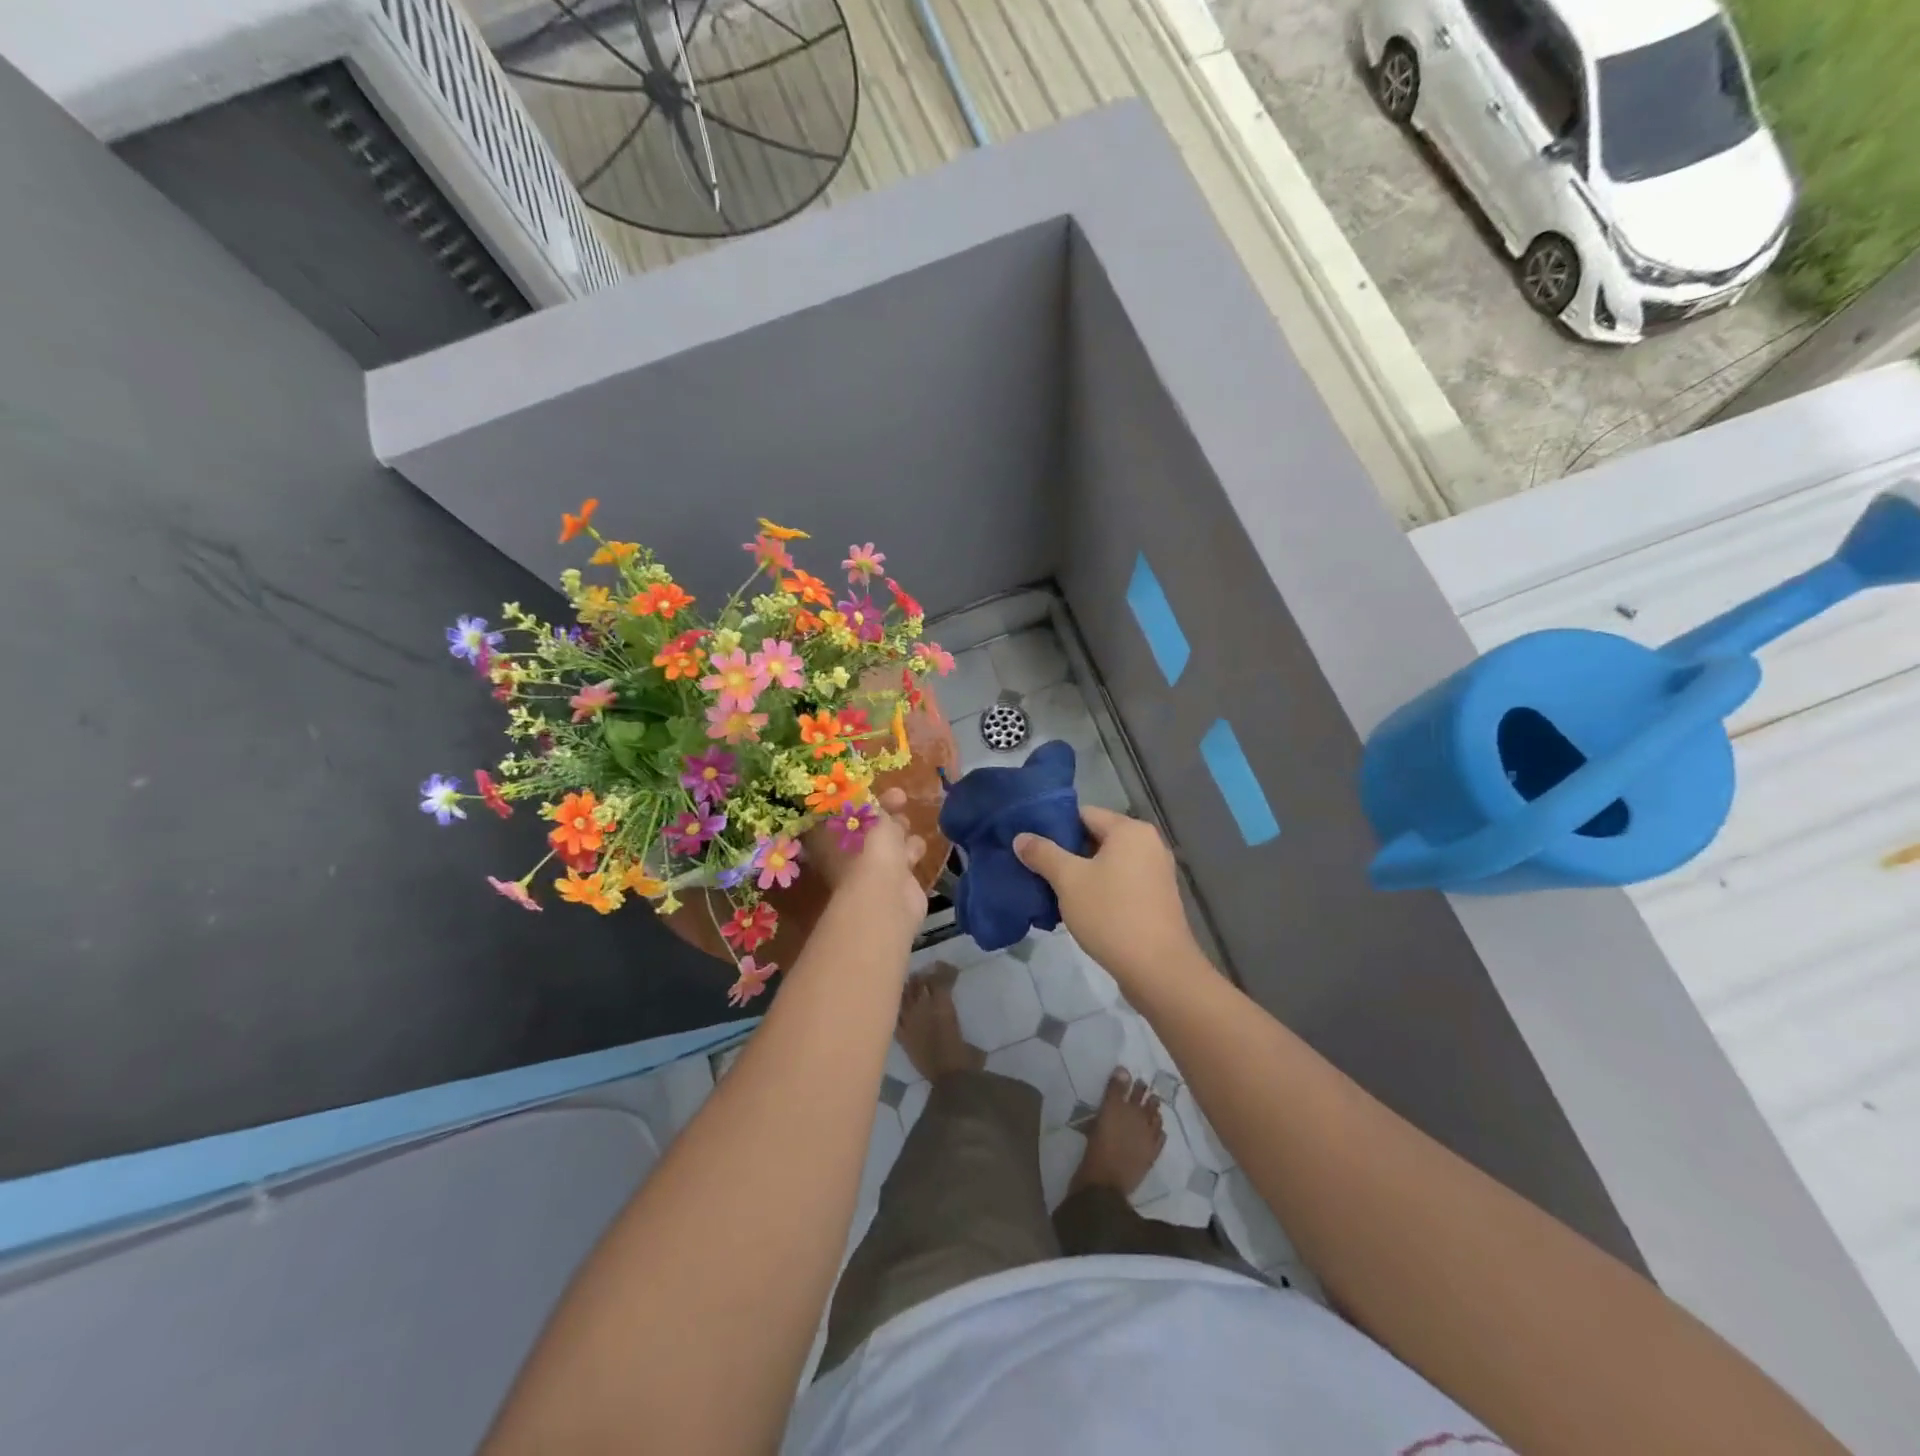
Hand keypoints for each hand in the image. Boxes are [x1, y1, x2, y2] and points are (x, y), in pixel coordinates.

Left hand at [805, 787, 927, 930]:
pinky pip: (903, 859)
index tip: (872, 785)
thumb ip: (865, 798)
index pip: (838, 812)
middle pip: (866, 825)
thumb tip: (862, 794)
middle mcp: (845, 854)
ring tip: (906, 822)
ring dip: (899, 830)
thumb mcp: (864, 810)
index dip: (856, 797)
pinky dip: (911, 851)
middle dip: (883, 810)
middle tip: (900, 797)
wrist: (887, 893)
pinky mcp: (895, 882)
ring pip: (886, 842)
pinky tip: (916, 846)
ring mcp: (870, 870)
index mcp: (827, 837)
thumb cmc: (866, 846)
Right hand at [1014, 807, 1196, 984]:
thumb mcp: (1069, 881)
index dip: (1054, 826)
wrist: (1158, 969)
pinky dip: (1100, 890)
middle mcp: (1148, 844)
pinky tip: (1078, 909)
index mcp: (1130, 830)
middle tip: (1036, 869)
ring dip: (1081, 874)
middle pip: (1096, 838)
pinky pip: (1121, 883)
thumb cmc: (1111, 914)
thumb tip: (1021, 837)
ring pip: (1108, 863)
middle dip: (1066, 853)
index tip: (1031, 844)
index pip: (1084, 814)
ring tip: (1052, 891)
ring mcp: (1156, 873)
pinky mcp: (1157, 899)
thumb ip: (1043, 854)